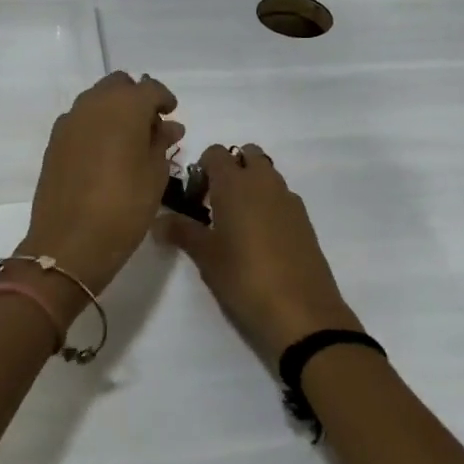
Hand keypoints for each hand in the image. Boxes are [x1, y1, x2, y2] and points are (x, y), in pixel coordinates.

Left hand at [19, 72, 183, 301]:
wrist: (69, 243)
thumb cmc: (124, 208)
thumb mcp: (155, 176)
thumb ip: (162, 143)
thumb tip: (168, 126)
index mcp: (124, 106)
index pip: (150, 88)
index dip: (165, 100)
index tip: (172, 117)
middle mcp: (93, 104)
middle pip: (118, 86)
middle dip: (136, 99)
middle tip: (151, 128)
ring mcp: (69, 122)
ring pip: (96, 100)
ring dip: (114, 111)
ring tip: (129, 143)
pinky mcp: (54, 142)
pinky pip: (80, 121)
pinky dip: (96, 127)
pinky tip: (105, 154)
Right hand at [159, 144, 363, 369]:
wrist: (300, 311)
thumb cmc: (244, 277)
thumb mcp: (206, 256)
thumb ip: (181, 231)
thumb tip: (158, 221)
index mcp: (235, 183)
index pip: (215, 152)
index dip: (202, 169)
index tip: (194, 199)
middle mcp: (264, 182)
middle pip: (247, 155)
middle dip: (231, 170)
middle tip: (216, 205)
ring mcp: (288, 199)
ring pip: (267, 175)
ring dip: (251, 187)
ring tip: (237, 225)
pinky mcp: (305, 220)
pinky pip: (282, 197)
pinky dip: (269, 205)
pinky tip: (261, 240)